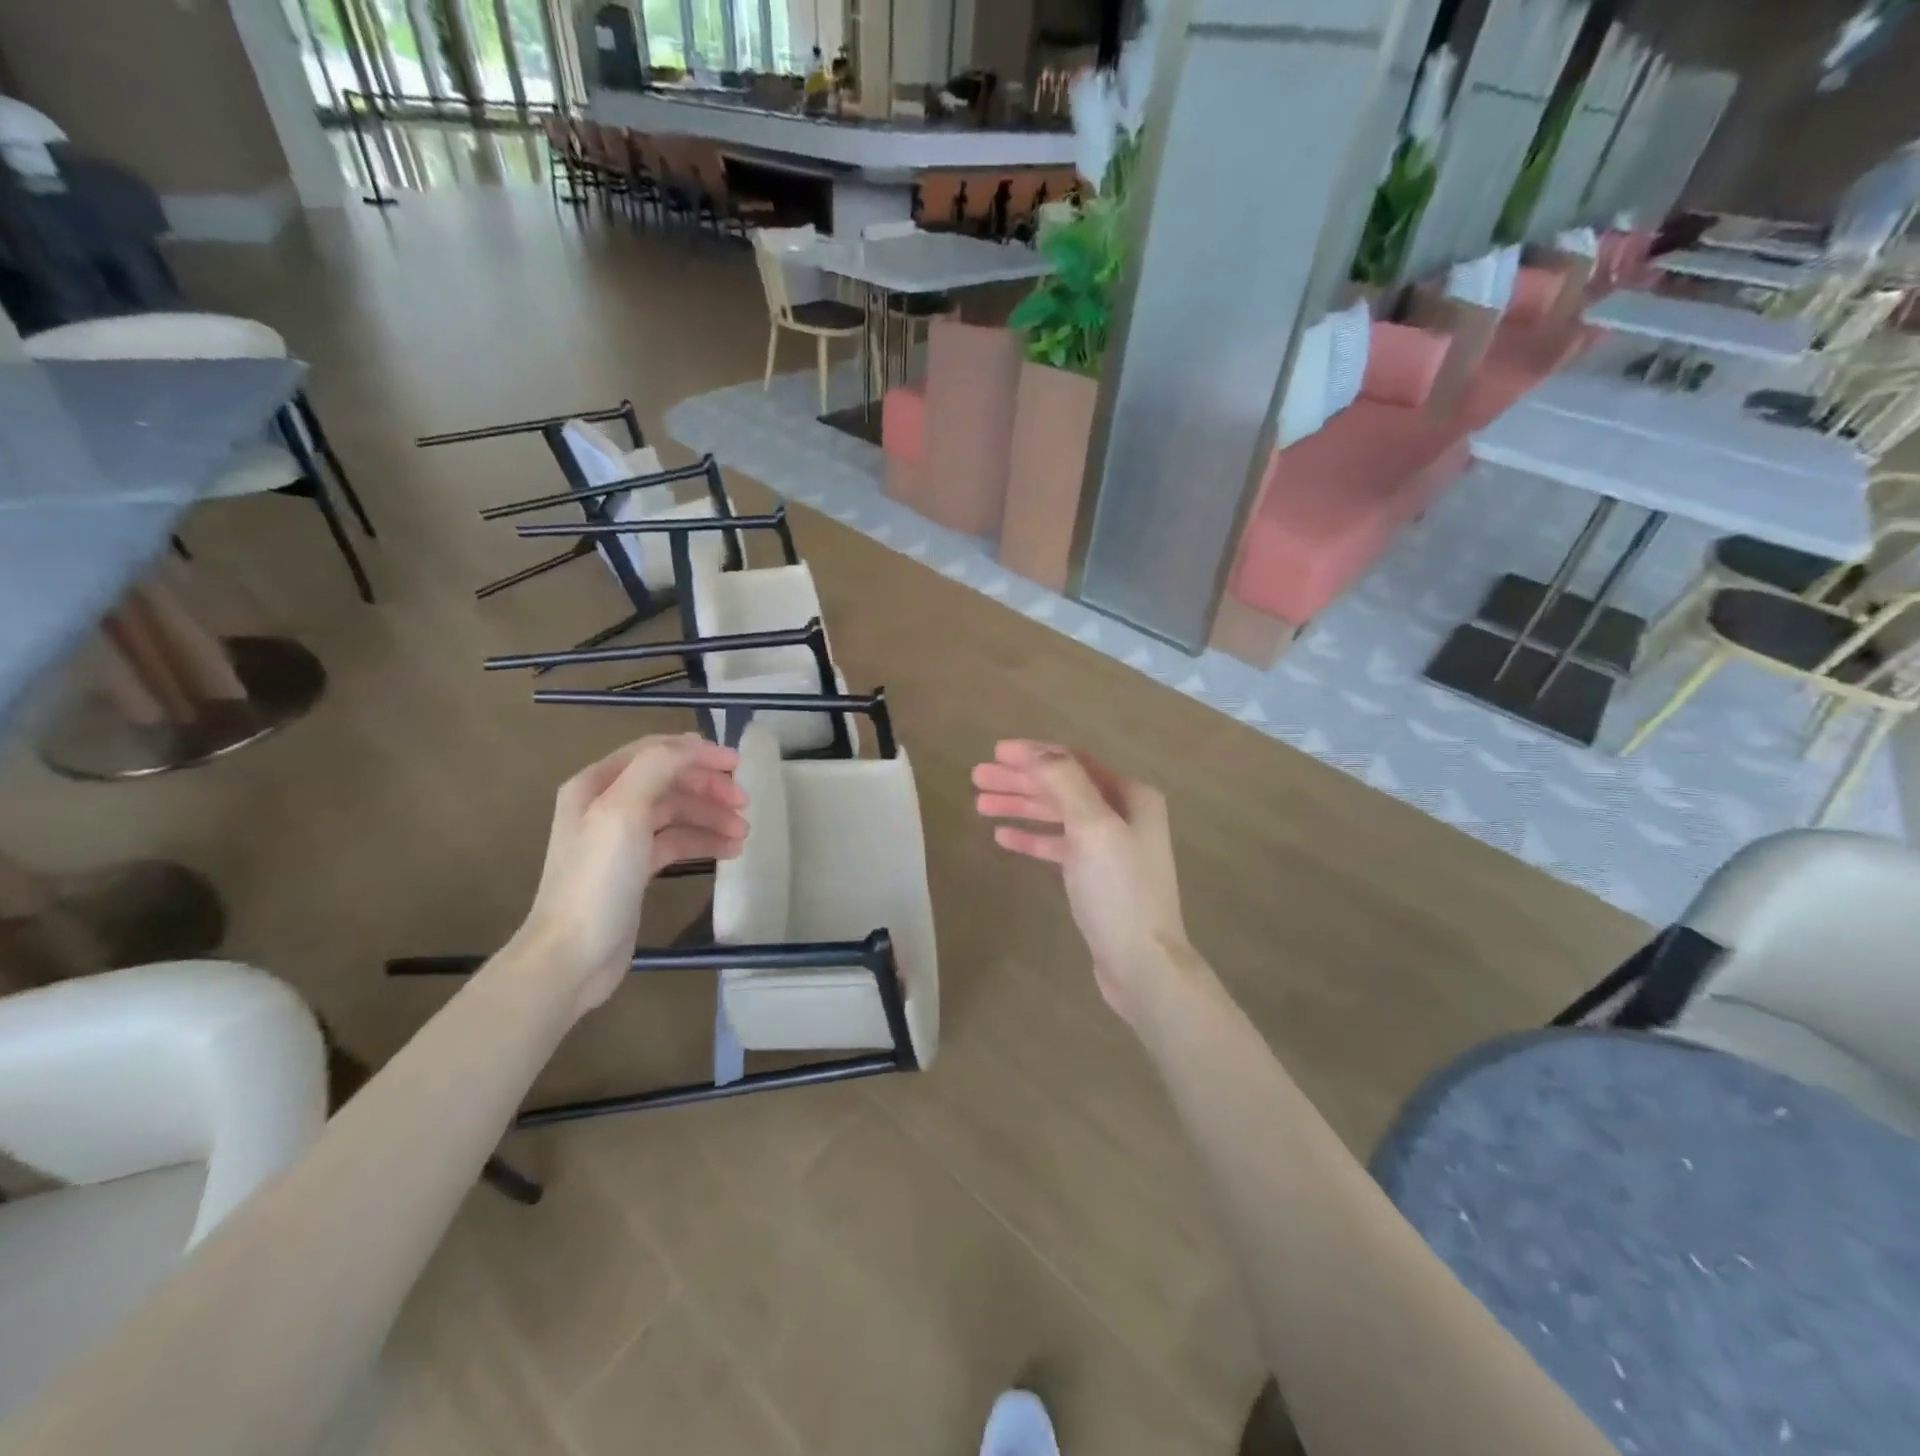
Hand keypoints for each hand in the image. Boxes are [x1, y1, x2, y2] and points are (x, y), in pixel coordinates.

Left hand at [515, 734, 746, 1018]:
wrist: (572, 955)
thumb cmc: (598, 878)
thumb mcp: (623, 811)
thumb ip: (658, 767)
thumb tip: (694, 746)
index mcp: (597, 784)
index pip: (656, 752)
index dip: (698, 753)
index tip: (738, 765)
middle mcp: (607, 804)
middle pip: (670, 781)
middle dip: (709, 788)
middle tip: (745, 804)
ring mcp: (621, 838)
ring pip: (677, 813)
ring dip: (712, 817)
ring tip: (743, 834)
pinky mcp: (635, 868)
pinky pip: (676, 842)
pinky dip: (703, 841)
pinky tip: (730, 851)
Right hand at [972, 740, 1188, 1022]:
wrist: (1142, 963)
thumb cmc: (1118, 890)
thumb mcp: (1092, 826)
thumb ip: (1064, 781)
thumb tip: (1035, 752)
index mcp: (1131, 796)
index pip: (1073, 762)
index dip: (1033, 754)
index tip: (995, 752)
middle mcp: (1124, 815)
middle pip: (1062, 787)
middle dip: (1020, 780)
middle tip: (976, 777)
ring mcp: (1110, 847)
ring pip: (1057, 816)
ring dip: (1020, 807)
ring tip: (979, 804)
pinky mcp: (1096, 877)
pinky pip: (1059, 846)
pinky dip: (1032, 838)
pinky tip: (1003, 837)